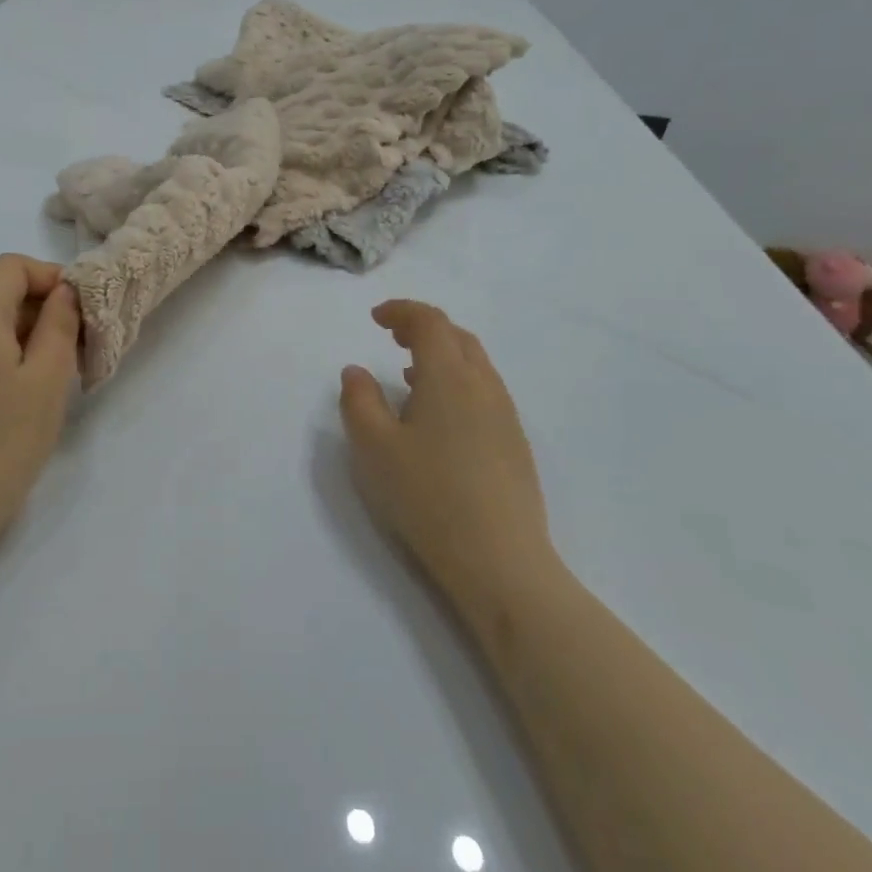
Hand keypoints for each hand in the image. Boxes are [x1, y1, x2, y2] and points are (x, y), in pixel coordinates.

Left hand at [0, 255, 81, 535]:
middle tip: (77, 349)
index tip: (79, 311)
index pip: (10, 267)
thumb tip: (63, 291)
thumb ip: (59, 323)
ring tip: (53, 376)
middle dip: (40, 309)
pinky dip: (1, 354)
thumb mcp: (47, 378)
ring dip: (23, 335)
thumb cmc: (4, 441)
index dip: (49, 277)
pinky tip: (20, 393)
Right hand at [339, 301, 553, 601]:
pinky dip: (458, 383)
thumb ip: (359, 401)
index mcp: (449, 377)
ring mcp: (506, 415)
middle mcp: (484, 386)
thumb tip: (356, 371)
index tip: (375, 318)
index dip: (402, 311)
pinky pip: (484, 392)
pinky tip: (438, 417)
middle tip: (392, 337)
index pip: (430, 322)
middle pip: (457, 337)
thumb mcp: (374, 447)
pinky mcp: (515, 443)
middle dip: (423, 328)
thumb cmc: (428, 495)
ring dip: (442, 356)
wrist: (500, 559)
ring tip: (410, 376)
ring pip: (475, 365)